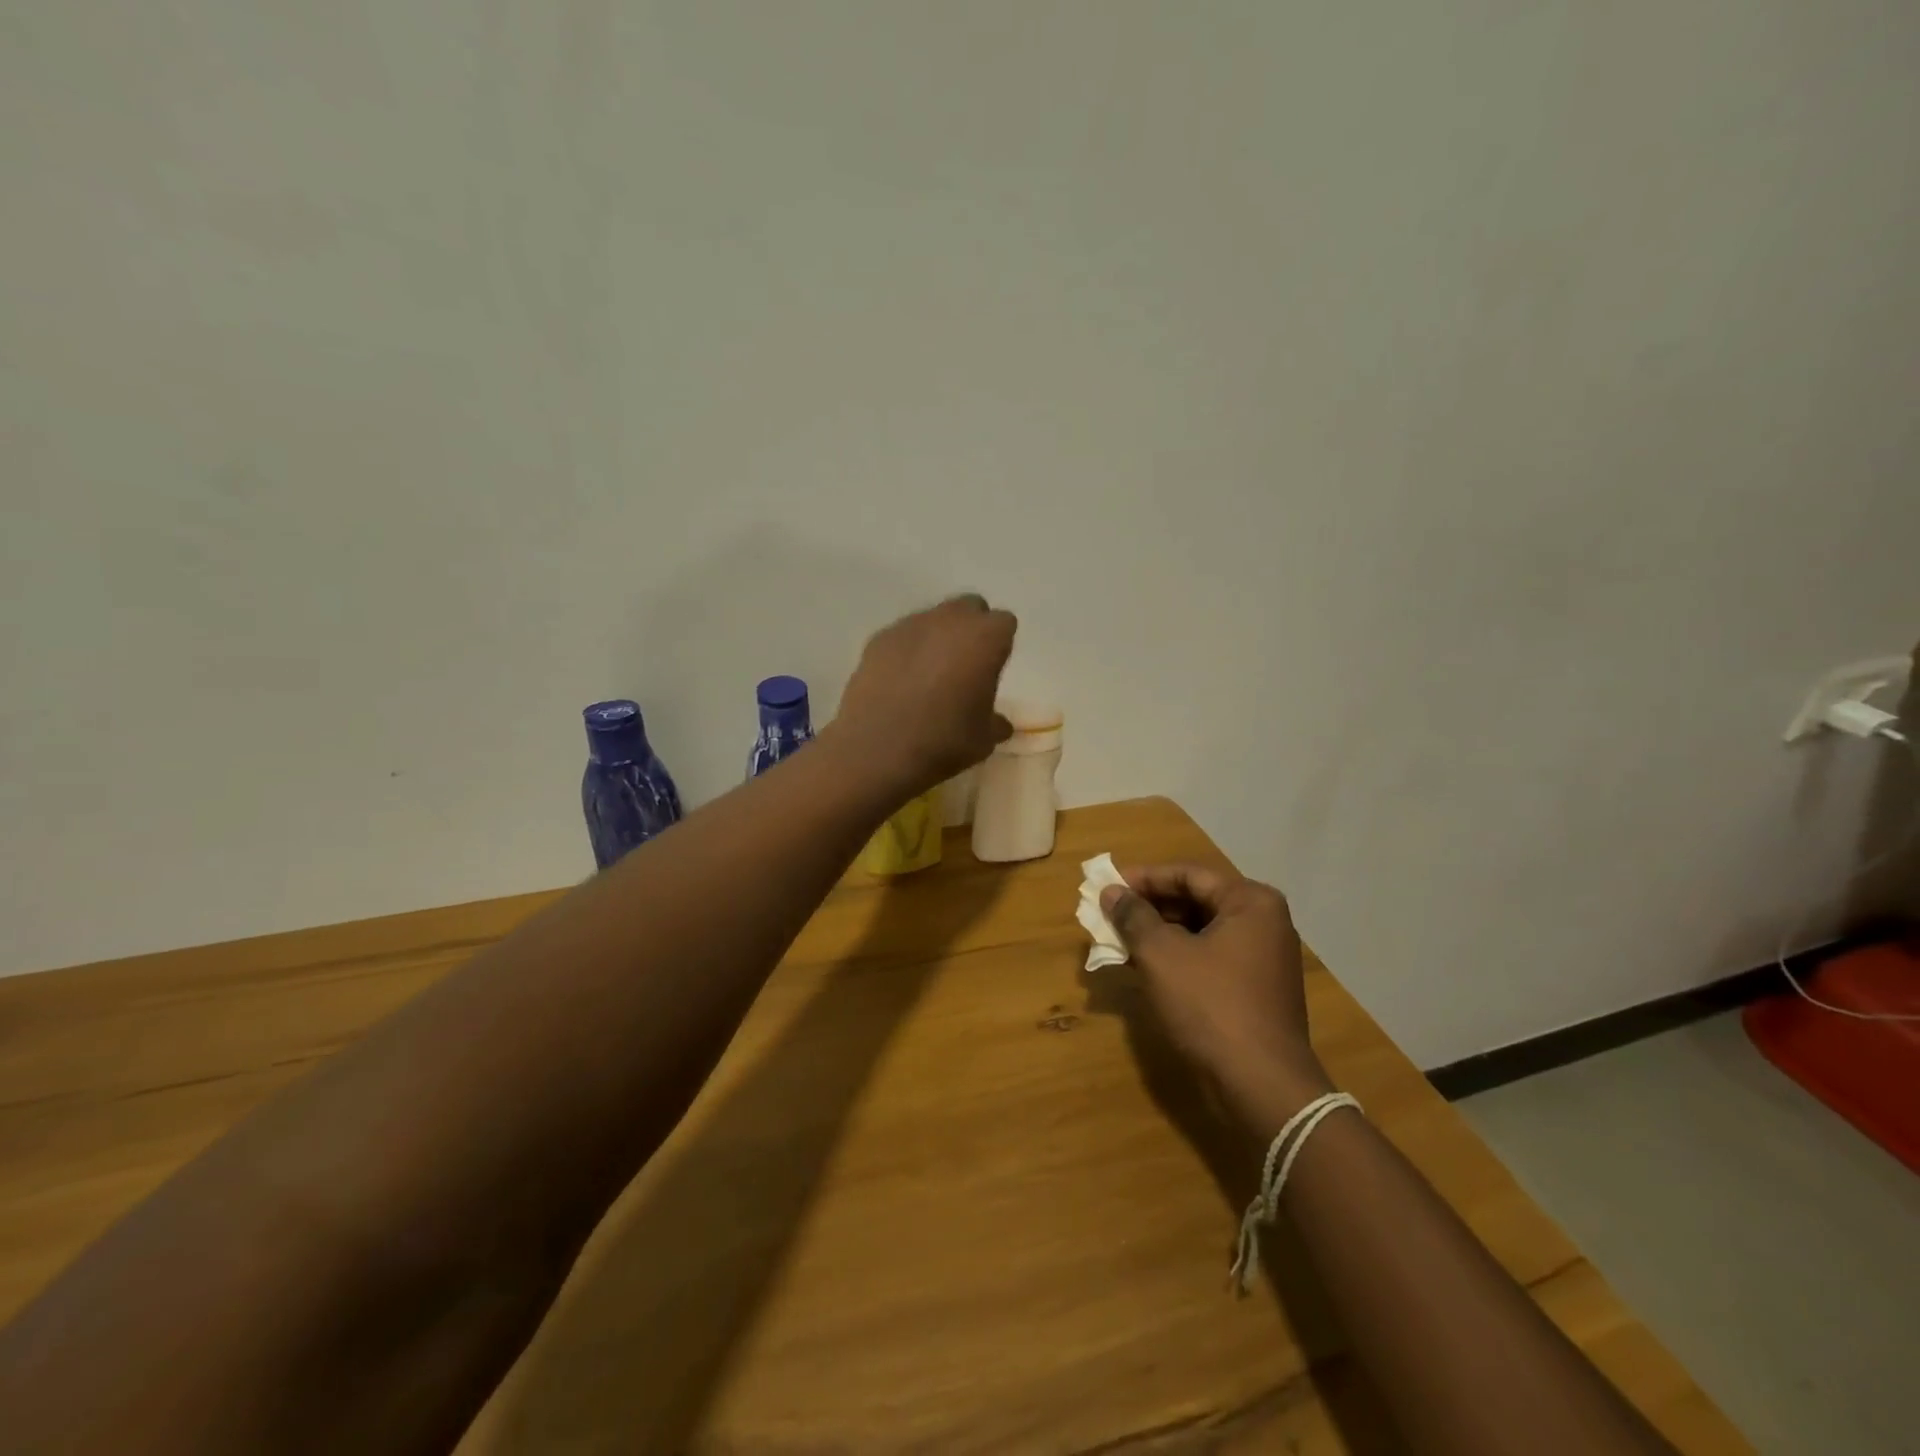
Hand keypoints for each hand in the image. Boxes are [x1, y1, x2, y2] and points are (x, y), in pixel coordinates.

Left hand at [832, 595, 1016, 797]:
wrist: (876, 749)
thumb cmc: (942, 741)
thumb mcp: (983, 740)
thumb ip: (995, 723)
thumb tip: (998, 723)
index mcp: (985, 638)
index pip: (1004, 624)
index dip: (999, 645)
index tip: (992, 670)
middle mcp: (950, 620)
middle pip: (969, 608)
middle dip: (970, 629)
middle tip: (964, 665)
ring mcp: (910, 625)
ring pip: (933, 618)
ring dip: (937, 638)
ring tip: (928, 676)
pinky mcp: (878, 639)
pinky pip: (902, 636)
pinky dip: (906, 651)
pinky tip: (899, 682)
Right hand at [1102, 865, 1330, 1119]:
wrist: (1260, 1087)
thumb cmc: (1210, 1006)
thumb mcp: (1162, 955)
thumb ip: (1133, 917)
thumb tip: (1111, 892)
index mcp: (1250, 902)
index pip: (1188, 874)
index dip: (1143, 878)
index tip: (1106, 885)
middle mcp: (1263, 923)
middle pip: (1196, 900)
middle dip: (1149, 906)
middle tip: (1109, 912)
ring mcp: (1263, 959)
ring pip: (1200, 930)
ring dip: (1159, 932)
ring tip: (1119, 938)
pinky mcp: (1255, 990)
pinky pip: (1209, 957)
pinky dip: (1177, 956)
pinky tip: (1145, 965)